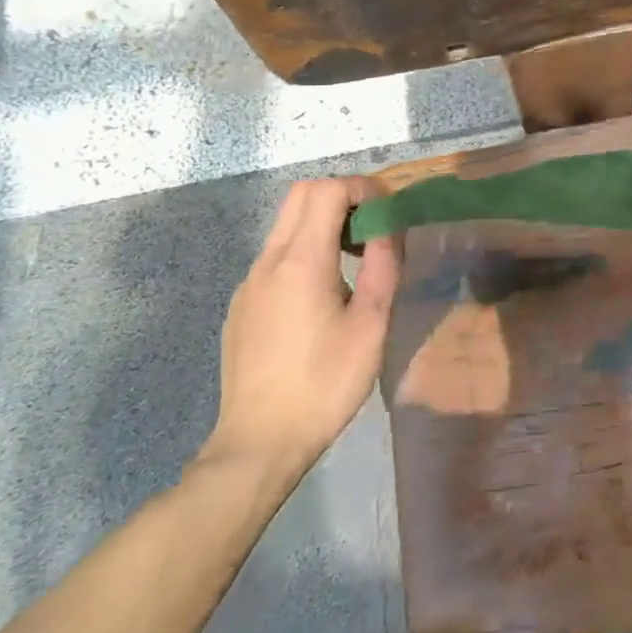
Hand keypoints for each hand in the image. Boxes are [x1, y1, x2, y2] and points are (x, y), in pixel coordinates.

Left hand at [197, 179, 398, 484]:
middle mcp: (268, 261)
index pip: (327, 190)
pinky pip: (275, 256)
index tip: (388, 210)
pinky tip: (322, 294)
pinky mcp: (241, 305)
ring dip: (322, 223)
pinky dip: (304, 250)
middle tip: (372, 225)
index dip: (362, 188)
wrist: (258, 444)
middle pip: (301, 195)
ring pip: (285, 225)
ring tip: (355, 259)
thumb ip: (384, 265)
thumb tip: (390, 226)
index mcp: (301, 260)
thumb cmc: (324, 383)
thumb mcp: (371, 324)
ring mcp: (249, 283)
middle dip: (341, 196)